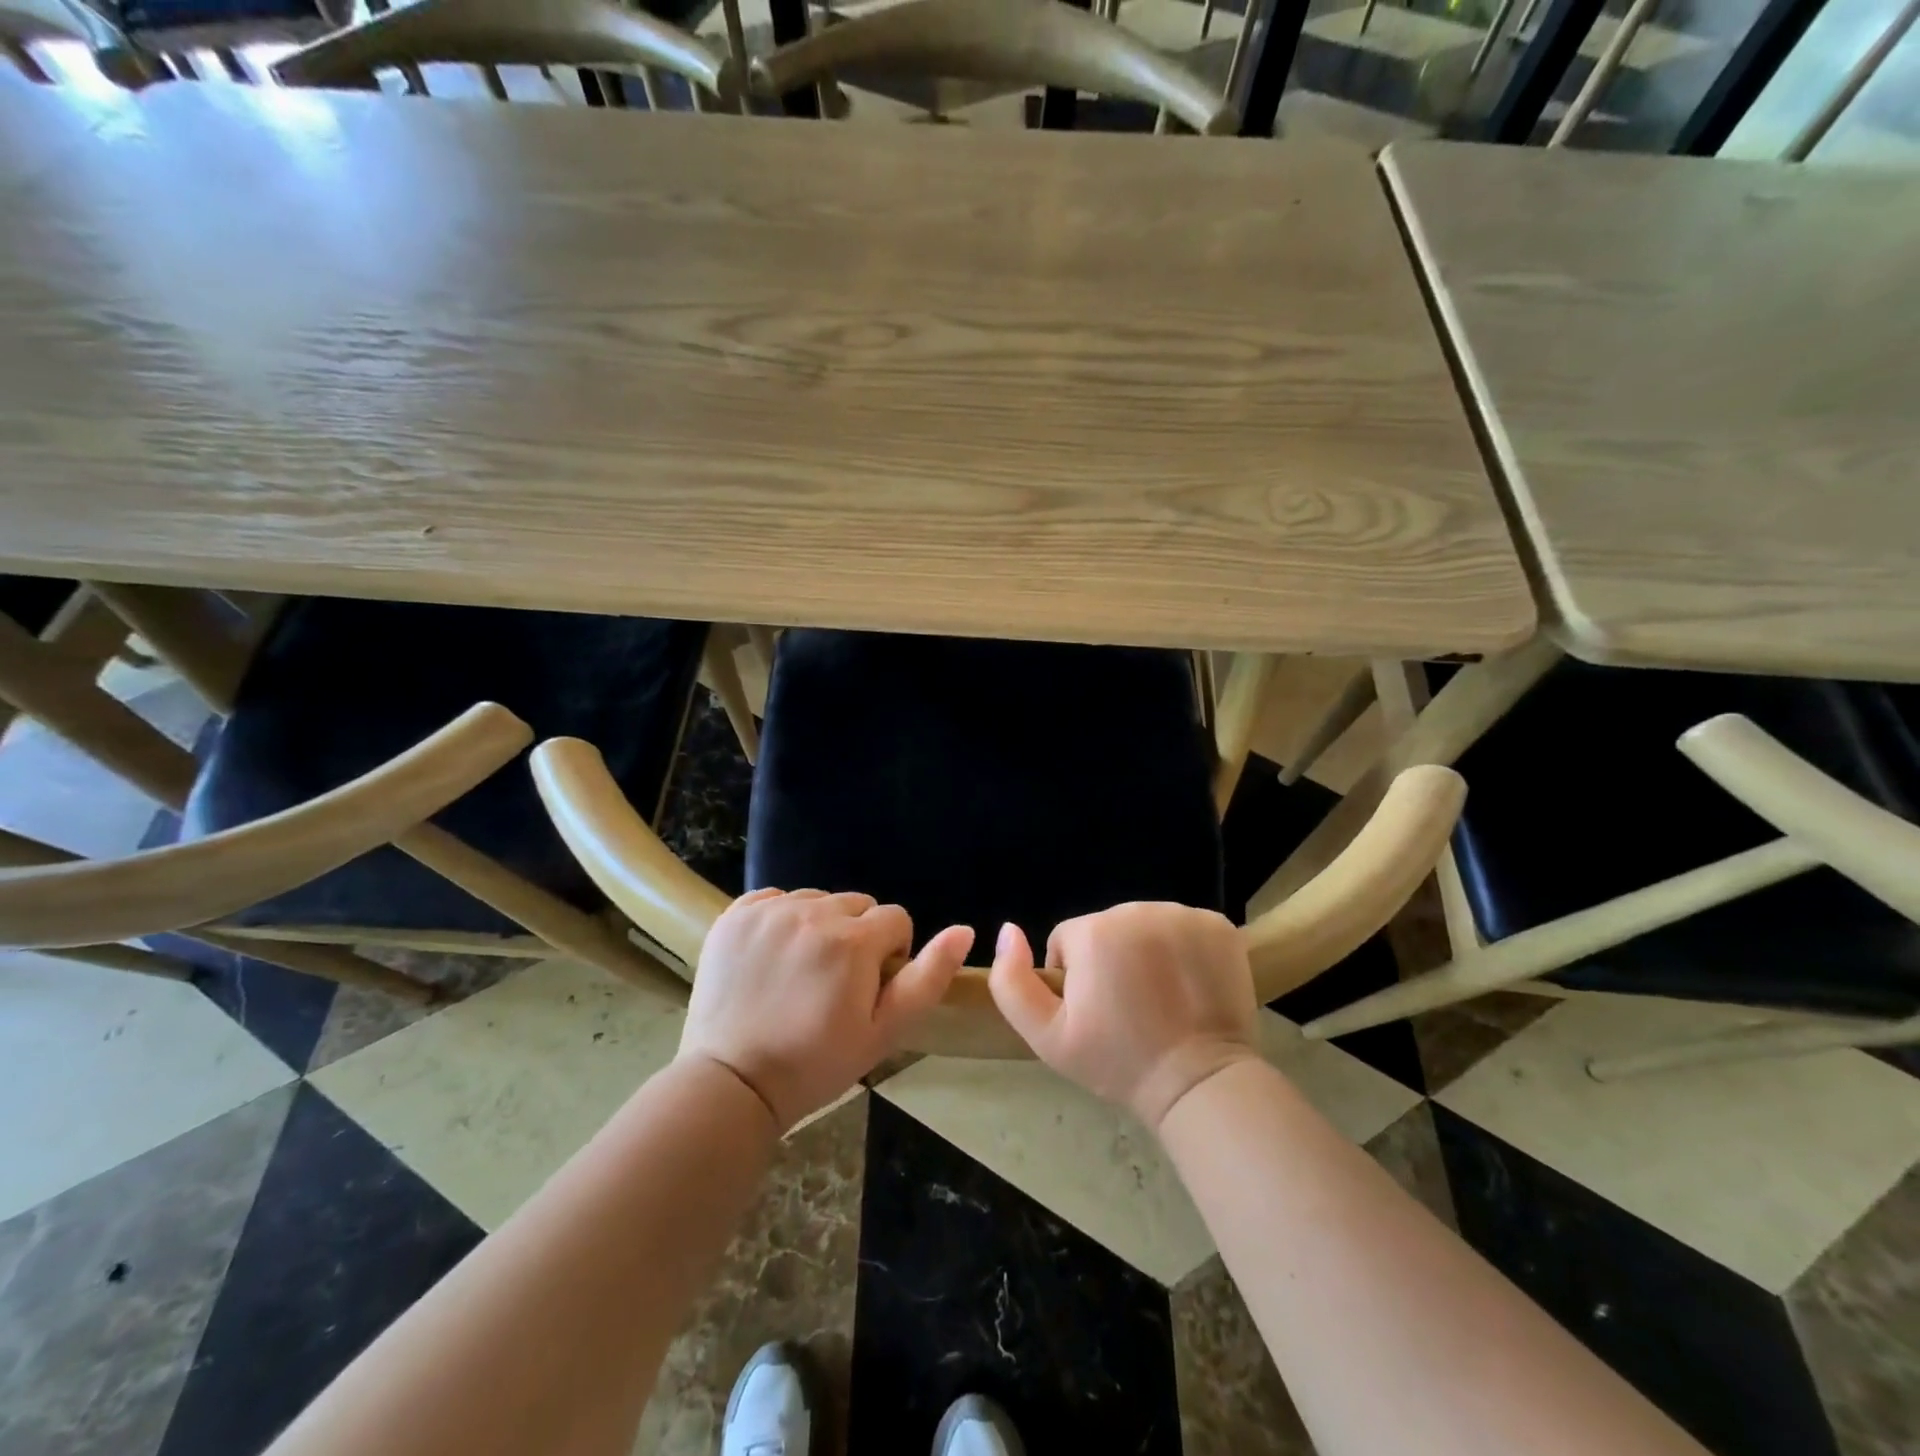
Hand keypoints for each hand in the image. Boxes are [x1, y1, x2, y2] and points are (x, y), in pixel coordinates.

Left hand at [681, 888, 973, 1131]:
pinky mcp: (736, 915)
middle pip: (857, 904)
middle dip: (857, 936)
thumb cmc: (816, 1064)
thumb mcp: (884, 1031)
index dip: (891, 955)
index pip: (895, 919)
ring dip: (820, 926)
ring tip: (801, 972)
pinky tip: (772, 957)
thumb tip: (964, 930)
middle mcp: (812, 912)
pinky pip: (775, 899)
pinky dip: (781, 920)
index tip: (868, 989)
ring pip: (817, 900)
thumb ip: (928, 978)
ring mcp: (769, 911)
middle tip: (835, 983)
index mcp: (853, 940)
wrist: (731, 1083)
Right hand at [989, 903, 1259, 1130]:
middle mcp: (1137, 910)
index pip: (1069, 940)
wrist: (1198, 1083)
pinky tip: (1189, 984)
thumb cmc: (1118, 1062)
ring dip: (1148, 951)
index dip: (1074, 977)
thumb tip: (1008, 930)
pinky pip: (1186, 927)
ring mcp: (1183, 915)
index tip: (1095, 1012)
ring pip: (1147, 925)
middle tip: (1128, 1007)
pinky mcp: (1219, 925)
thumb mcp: (1046, 1036)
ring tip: (1160, 997)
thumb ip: (1012, 982)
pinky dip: (1185, 948)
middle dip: (1111, 960)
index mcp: (1093, 931)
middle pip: (1108, 927)